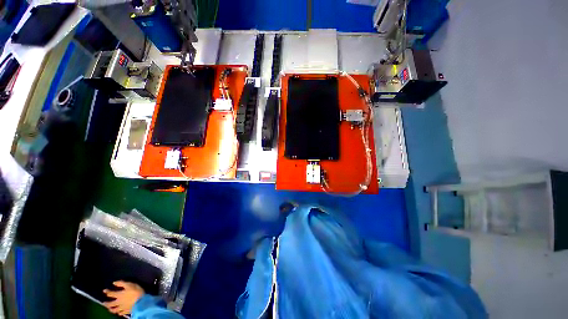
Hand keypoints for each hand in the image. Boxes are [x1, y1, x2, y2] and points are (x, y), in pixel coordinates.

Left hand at [103, 281, 144, 316]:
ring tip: (110, 309)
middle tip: (104, 303)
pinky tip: (118, 312)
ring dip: (111, 309)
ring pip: (114, 310)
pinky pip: (120, 313)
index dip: (107, 292)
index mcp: (119, 295)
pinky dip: (118, 312)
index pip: (110, 294)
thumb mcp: (130, 284)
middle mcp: (118, 302)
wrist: (142, 302)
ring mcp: (122, 308)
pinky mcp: (126, 311)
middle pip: (110, 304)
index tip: (104, 290)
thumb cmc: (136, 291)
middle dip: (106, 303)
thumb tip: (114, 283)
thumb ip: (122, 283)